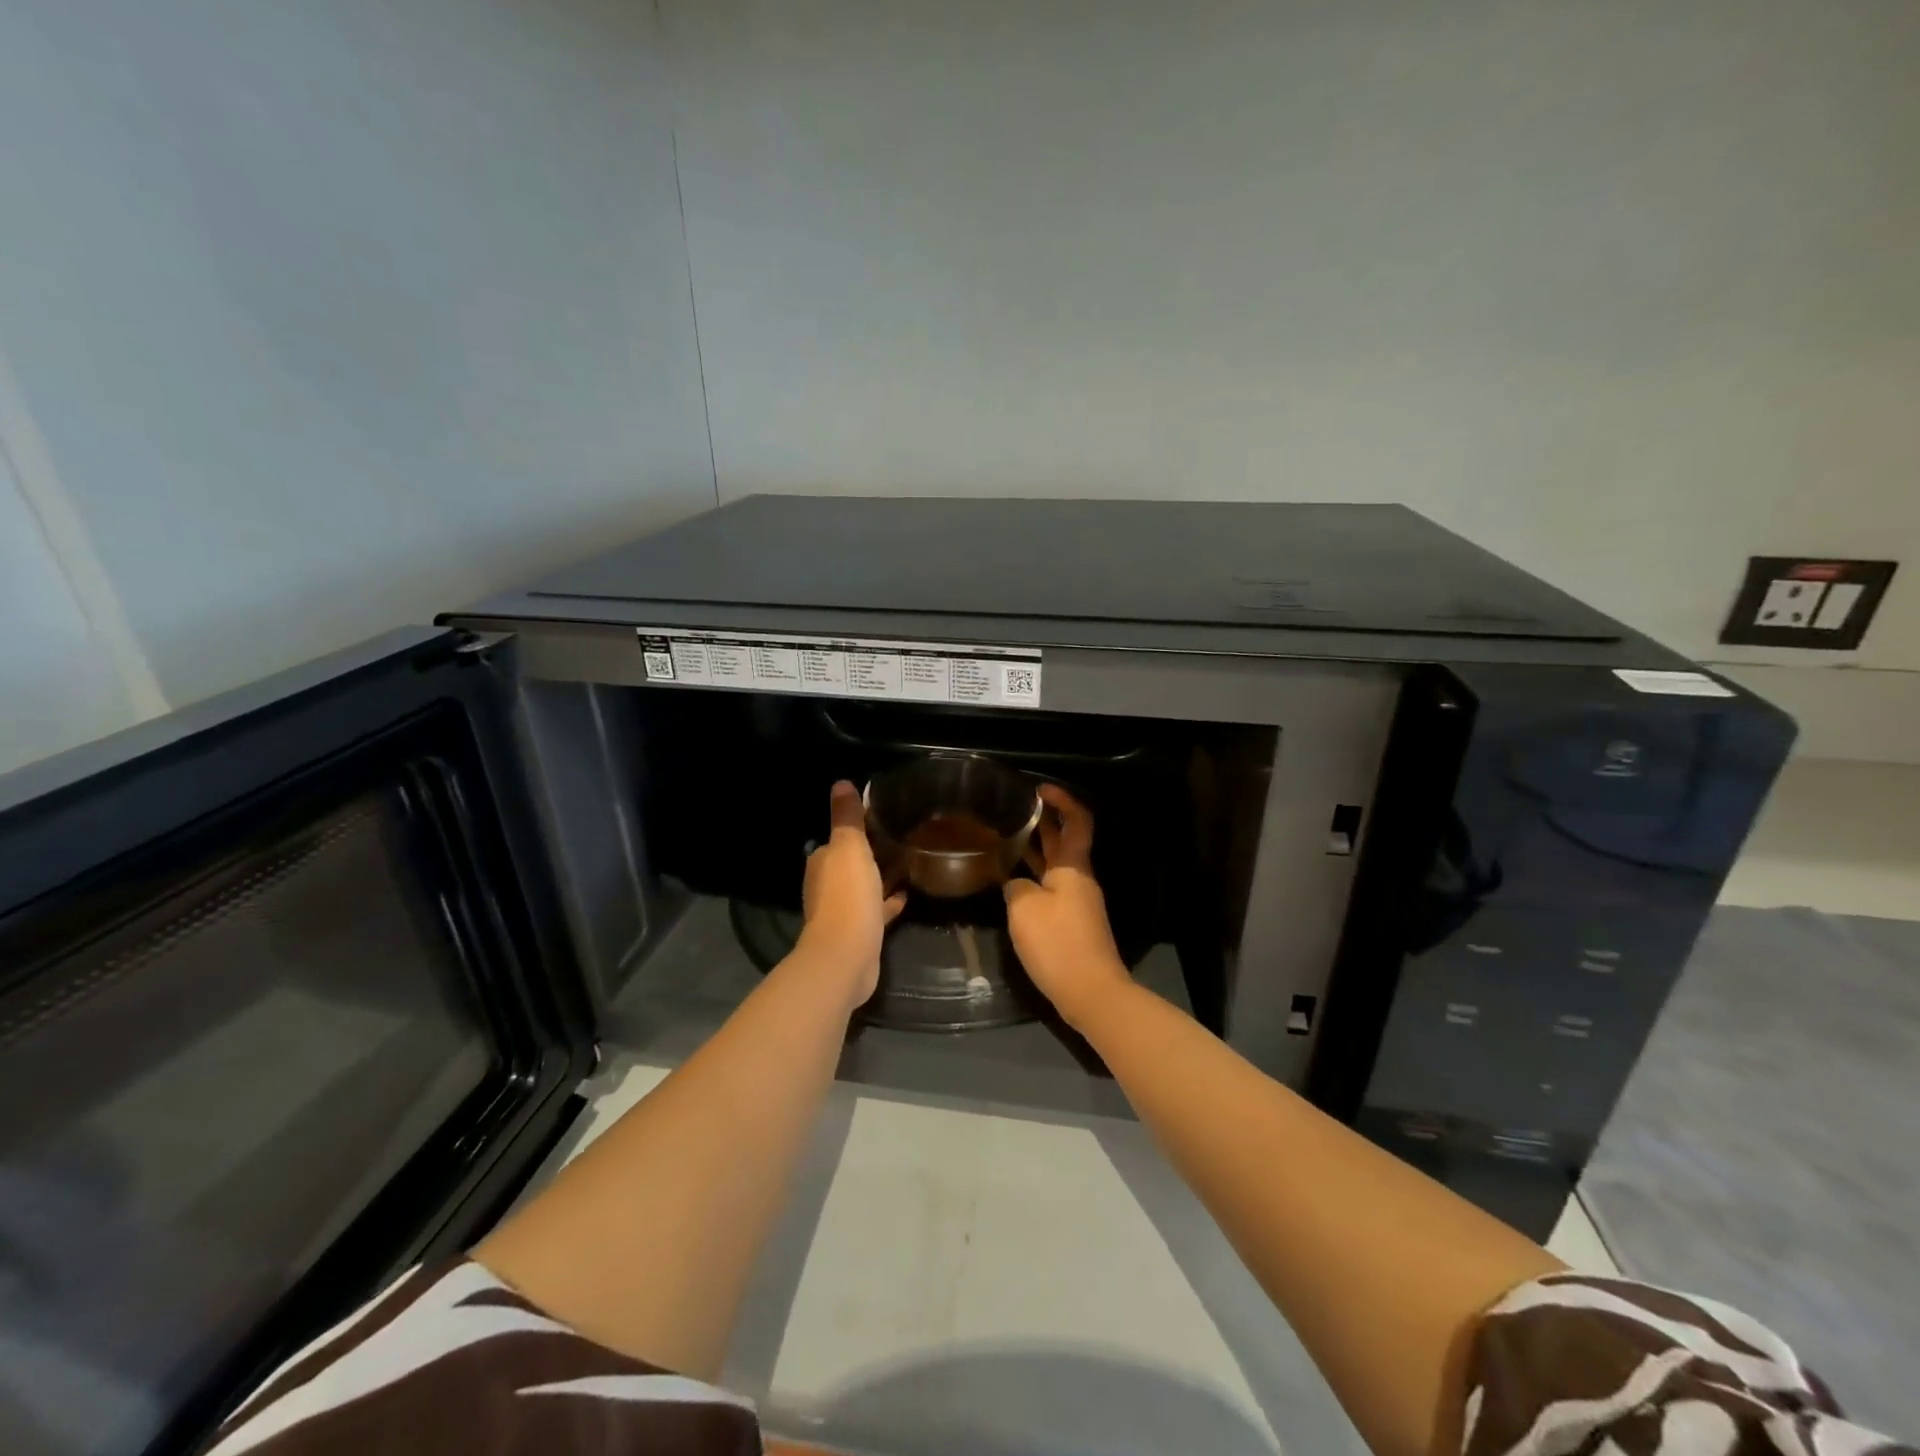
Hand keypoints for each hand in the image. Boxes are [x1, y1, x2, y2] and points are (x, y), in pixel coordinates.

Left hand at [800, 781, 906, 1009]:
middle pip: (849, 864)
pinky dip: (887, 902)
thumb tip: (841, 783)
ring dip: (878, 878)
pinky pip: (876, 911)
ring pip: (862, 888)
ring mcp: (842, 912)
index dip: (855, 829)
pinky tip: (906, 895)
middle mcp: (826, 886)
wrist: (846, 955)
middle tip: (897, 839)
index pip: (836, 840)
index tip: (879, 819)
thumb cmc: (847, 894)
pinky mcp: (859, 933)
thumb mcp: (849, 847)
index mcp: (822, 863)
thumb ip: (847, 817)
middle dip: (868, 853)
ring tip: (905, 863)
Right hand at [1004, 785, 1131, 1030]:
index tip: (1040, 789)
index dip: (1062, 801)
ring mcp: (1077, 902)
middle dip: (1045, 821)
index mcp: (1072, 867)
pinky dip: (1035, 876)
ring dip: (1036, 849)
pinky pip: (1052, 888)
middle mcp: (1078, 879)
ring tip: (1007, 838)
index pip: (1076, 821)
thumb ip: (1016, 887)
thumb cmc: (1058, 943)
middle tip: (1016, 808)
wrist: (1091, 993)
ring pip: (1056, 865)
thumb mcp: (1025, 909)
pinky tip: (1012, 881)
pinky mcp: (1072, 923)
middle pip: (1065, 840)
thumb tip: (1016, 884)